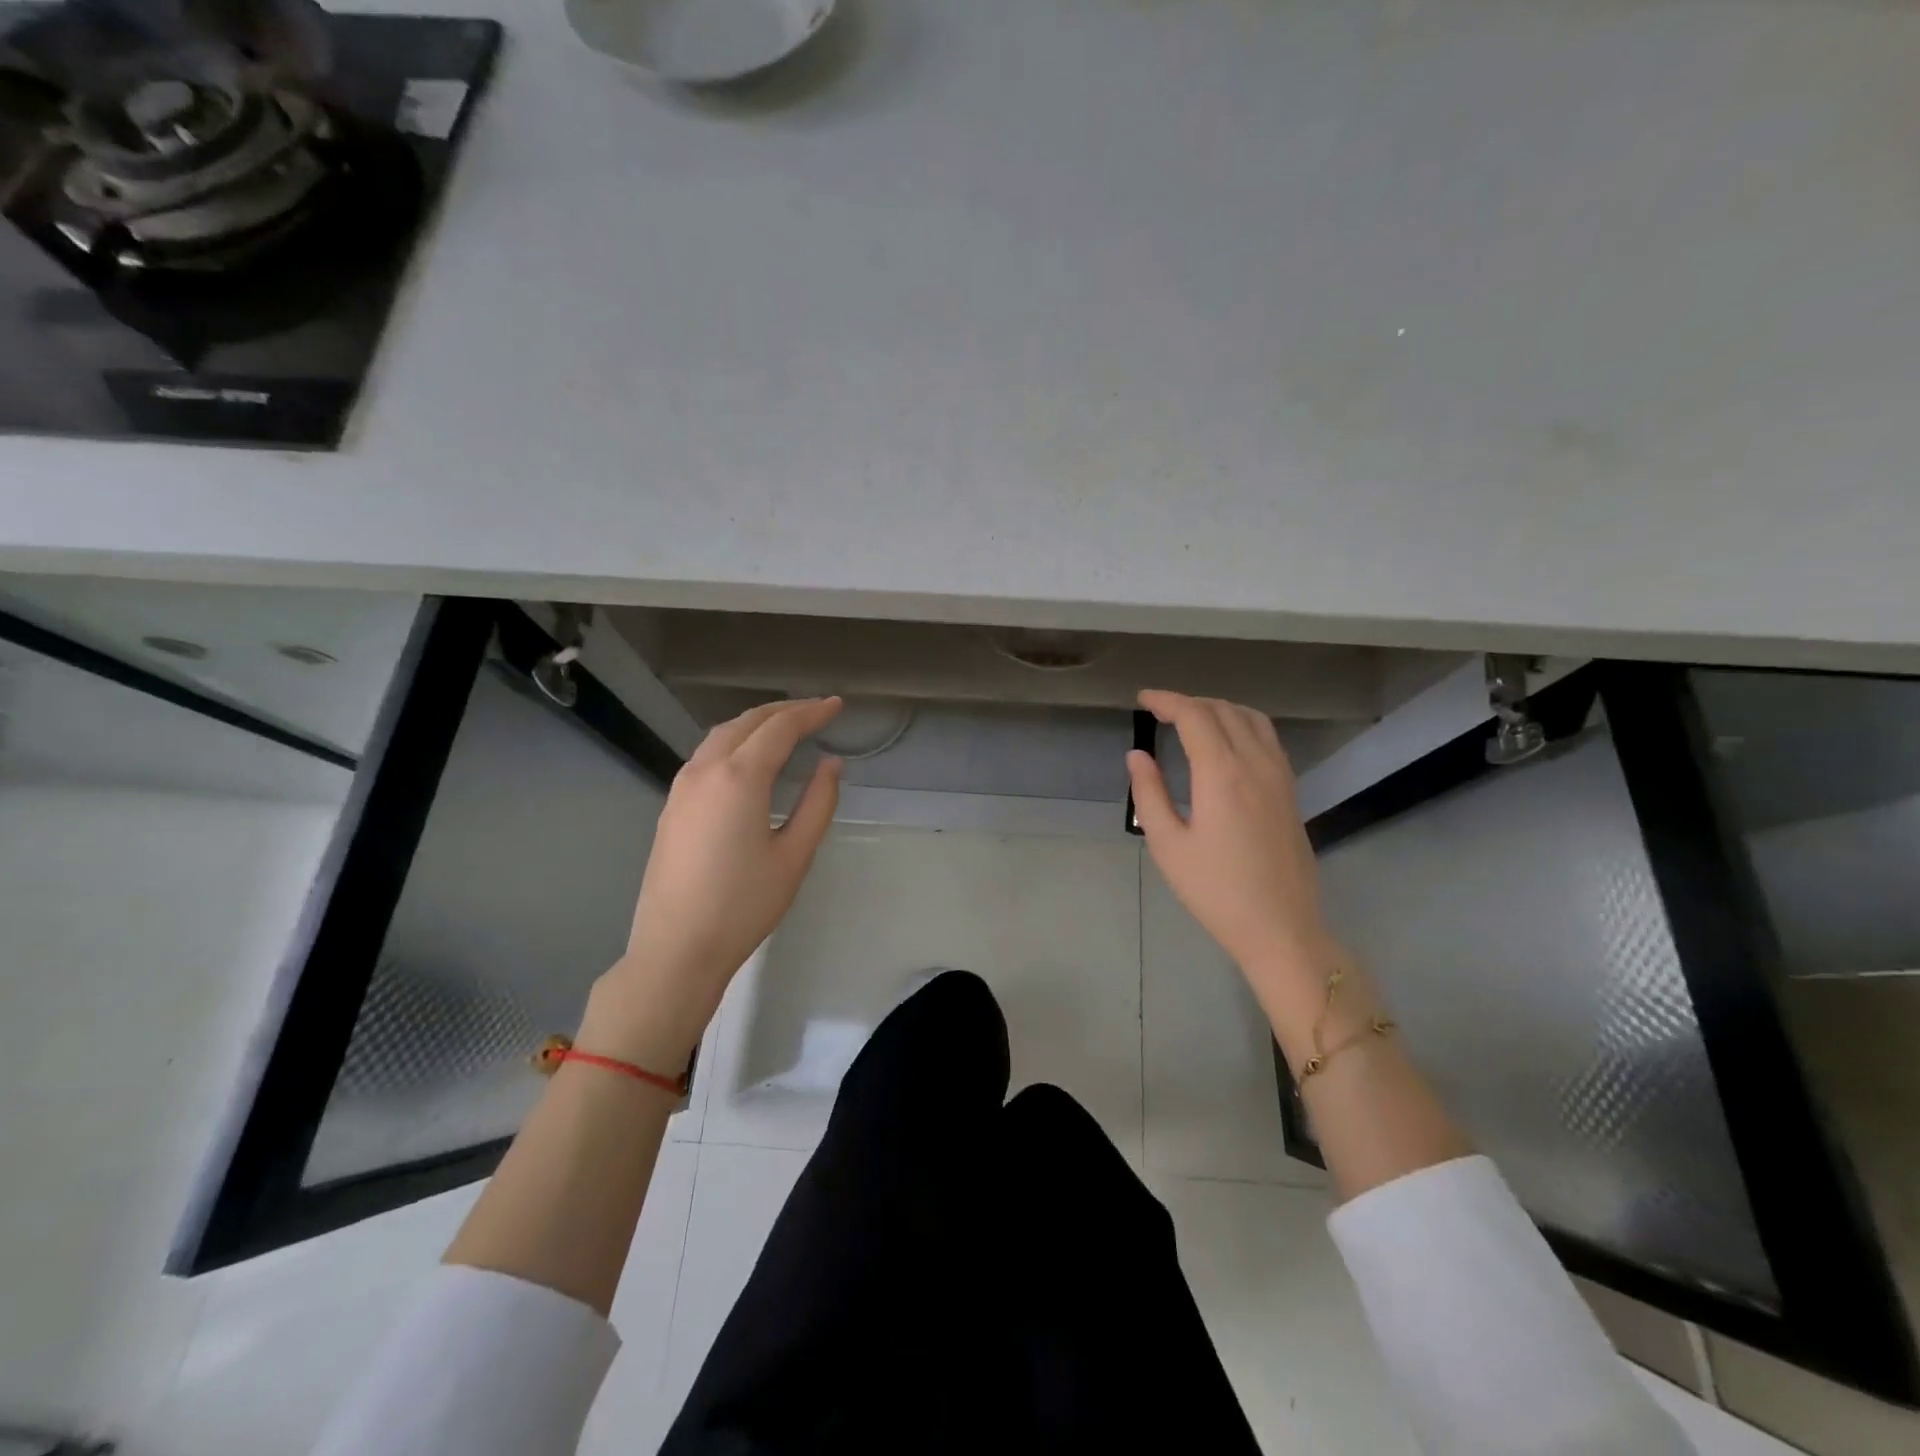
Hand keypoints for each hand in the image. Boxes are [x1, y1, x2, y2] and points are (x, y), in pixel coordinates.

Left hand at [581, 698, 843, 1067]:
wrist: (677, 948)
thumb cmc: (744, 905)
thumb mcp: (794, 855)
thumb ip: (818, 803)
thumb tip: (831, 764)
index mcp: (739, 778)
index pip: (780, 728)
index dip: (812, 712)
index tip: (837, 705)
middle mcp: (705, 770)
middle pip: (748, 722)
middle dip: (785, 710)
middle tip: (817, 710)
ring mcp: (682, 786)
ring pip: (722, 735)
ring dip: (757, 722)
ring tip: (787, 726)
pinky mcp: (672, 805)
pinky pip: (707, 754)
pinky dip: (735, 741)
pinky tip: (750, 757)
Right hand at [1126, 690, 1342, 1015]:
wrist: (1281, 927)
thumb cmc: (1215, 891)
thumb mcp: (1168, 846)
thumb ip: (1150, 793)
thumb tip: (1137, 755)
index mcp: (1222, 774)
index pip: (1194, 716)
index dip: (1166, 700)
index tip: (1143, 699)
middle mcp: (1256, 764)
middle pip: (1224, 710)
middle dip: (1189, 702)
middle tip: (1160, 711)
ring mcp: (1280, 776)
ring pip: (1251, 718)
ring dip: (1219, 708)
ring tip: (1192, 719)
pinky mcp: (1291, 790)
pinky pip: (1268, 738)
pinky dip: (1242, 724)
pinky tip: (1227, 742)